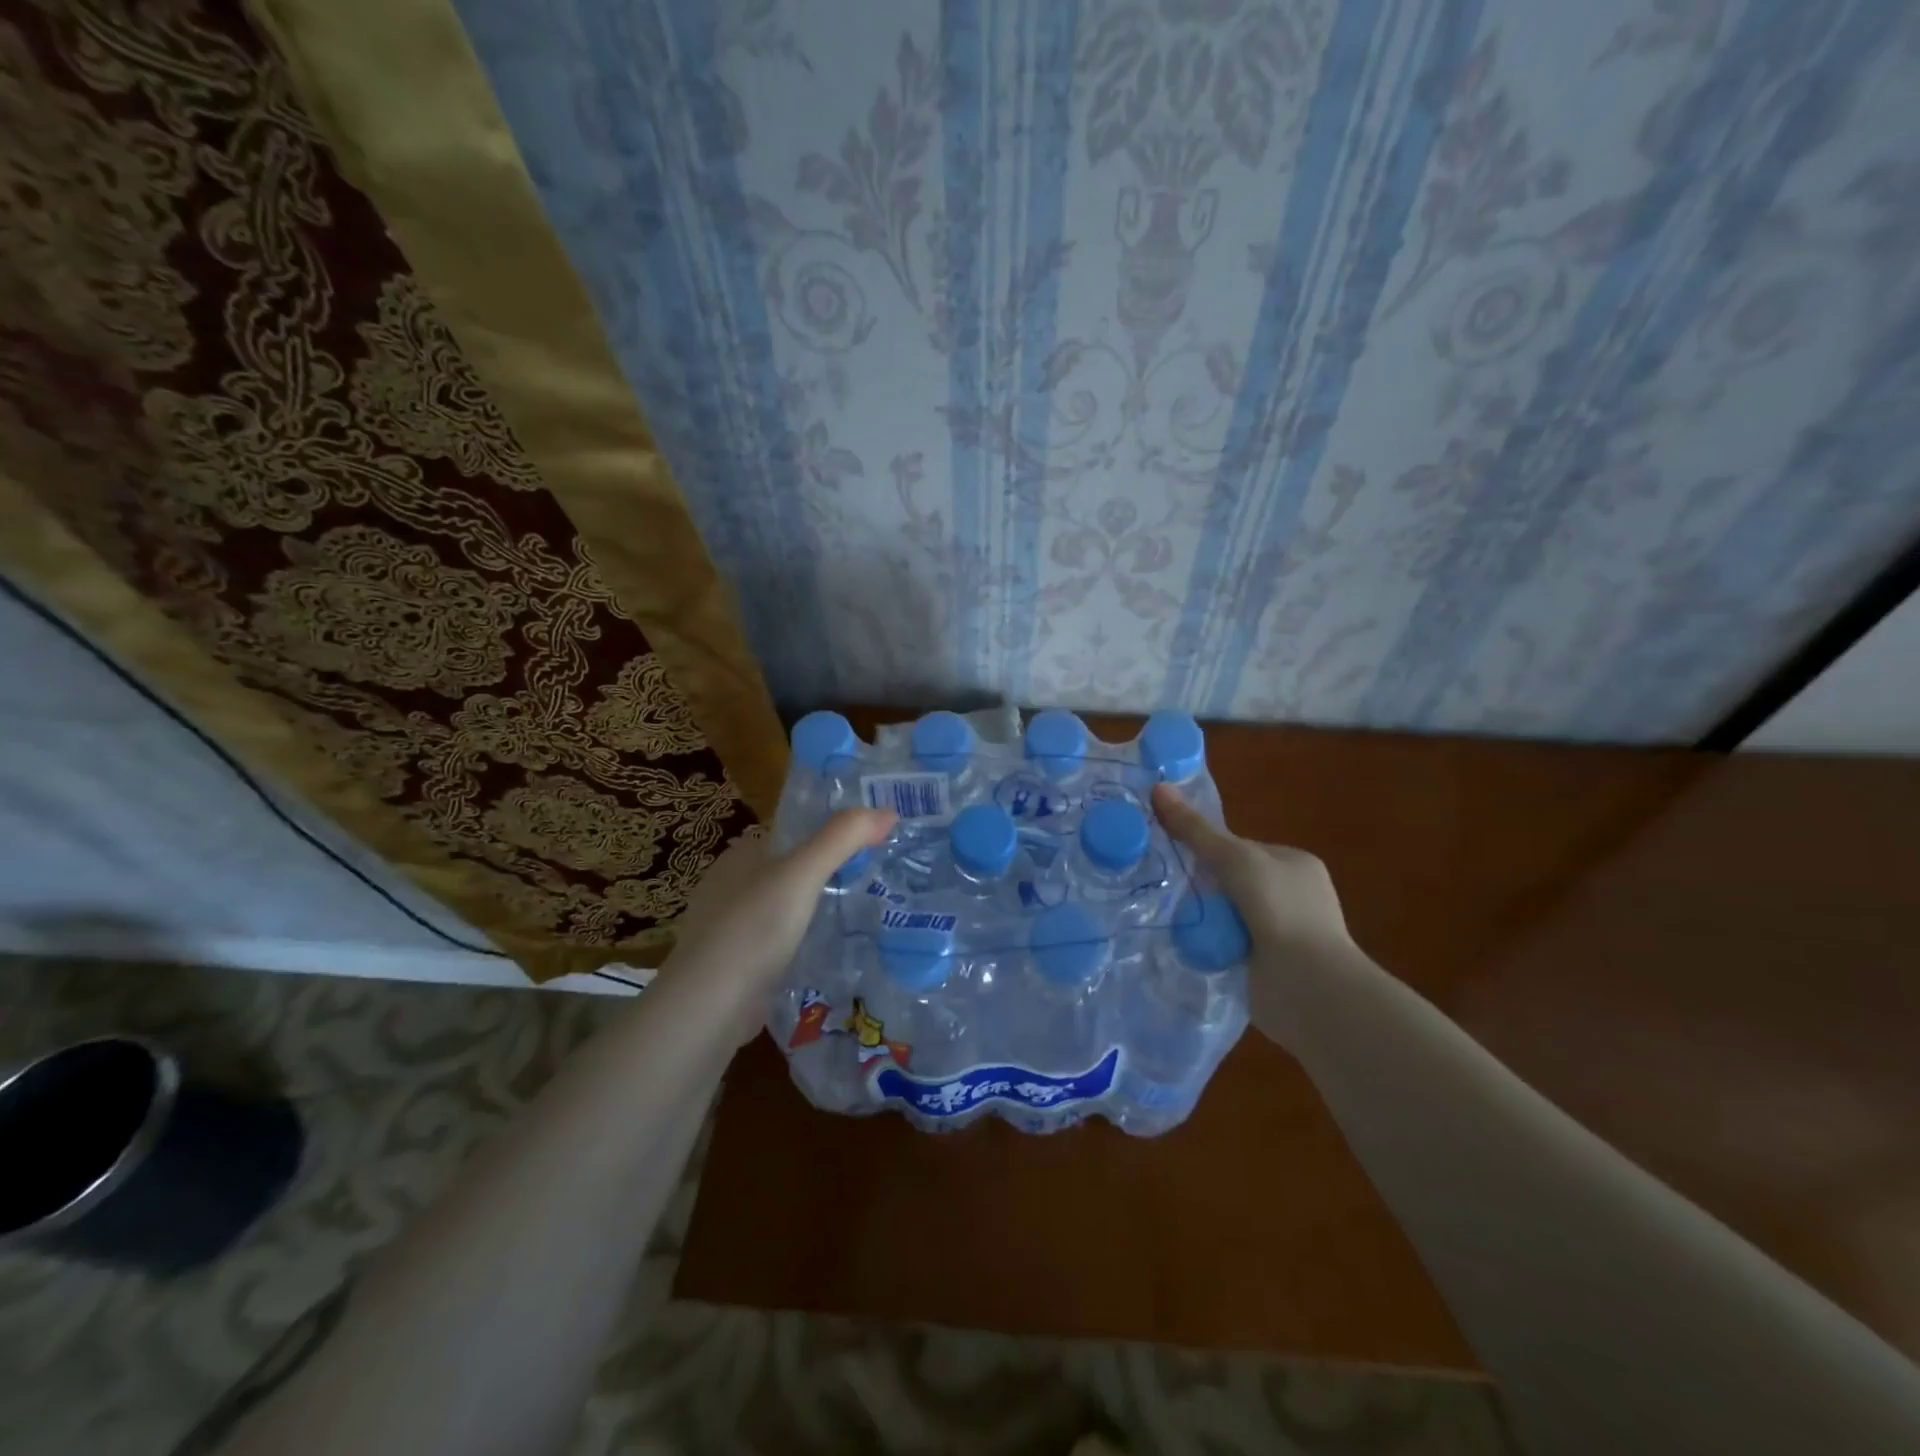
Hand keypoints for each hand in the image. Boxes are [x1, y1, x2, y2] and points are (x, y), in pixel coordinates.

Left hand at [661, 808, 896, 1010]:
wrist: (709, 1008)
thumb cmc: (753, 929)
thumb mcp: (802, 874)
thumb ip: (842, 839)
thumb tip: (888, 811)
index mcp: (740, 856)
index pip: (791, 833)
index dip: (829, 832)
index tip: (871, 840)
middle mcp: (730, 887)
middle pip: (790, 871)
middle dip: (827, 874)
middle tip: (878, 878)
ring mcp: (730, 930)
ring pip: (785, 909)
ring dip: (816, 911)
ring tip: (865, 914)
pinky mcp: (737, 967)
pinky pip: (780, 945)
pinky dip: (804, 944)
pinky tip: (832, 953)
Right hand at [1152, 781, 1354, 1032]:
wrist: (1309, 987)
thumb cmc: (1279, 909)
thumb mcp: (1234, 858)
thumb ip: (1195, 830)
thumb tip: (1157, 789)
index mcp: (1295, 863)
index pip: (1240, 848)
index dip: (1207, 849)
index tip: (1174, 855)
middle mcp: (1292, 895)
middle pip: (1231, 882)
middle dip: (1202, 887)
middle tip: (1165, 887)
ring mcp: (1281, 933)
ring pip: (1226, 914)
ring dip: (1202, 917)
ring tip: (1167, 916)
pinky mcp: (1268, 967)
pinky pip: (1227, 945)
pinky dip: (1209, 944)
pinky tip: (1185, 944)